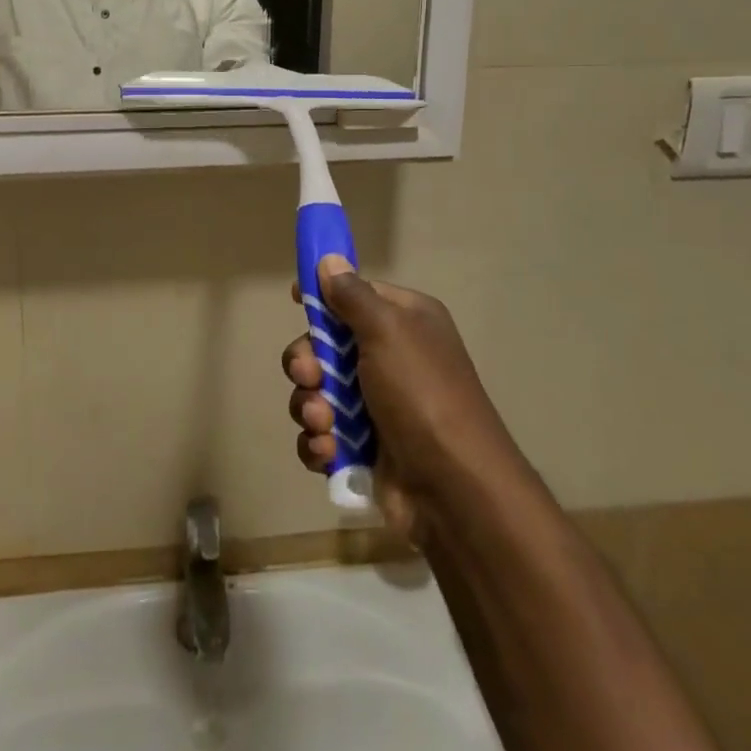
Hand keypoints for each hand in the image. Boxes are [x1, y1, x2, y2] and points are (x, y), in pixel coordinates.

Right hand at [283, 258, 514, 541]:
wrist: (454, 489)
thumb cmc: (421, 394)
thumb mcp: (388, 330)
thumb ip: (353, 295)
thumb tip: (330, 260)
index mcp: (404, 321)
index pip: (354, 294)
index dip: (323, 297)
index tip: (297, 300)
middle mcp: (390, 357)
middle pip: (324, 346)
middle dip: (307, 364)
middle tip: (309, 377)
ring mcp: (375, 405)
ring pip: (316, 392)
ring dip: (310, 407)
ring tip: (325, 426)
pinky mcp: (363, 448)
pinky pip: (321, 434)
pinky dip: (318, 443)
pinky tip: (329, 452)